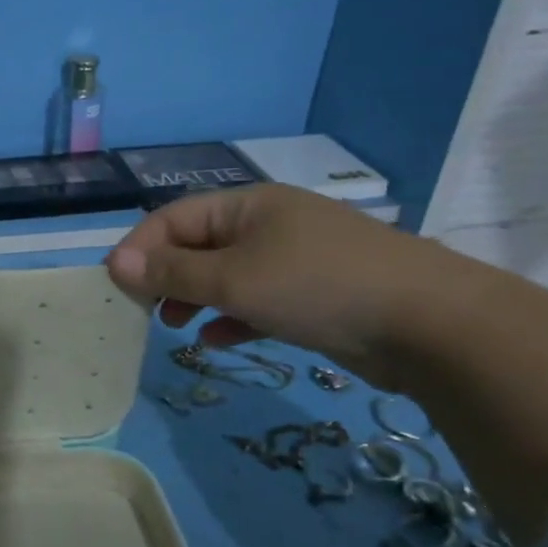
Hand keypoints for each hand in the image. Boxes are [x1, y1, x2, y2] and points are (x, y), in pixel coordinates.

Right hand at [105, 184, 454, 387]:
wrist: (432, 325)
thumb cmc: (317, 287)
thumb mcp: (233, 280)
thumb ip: (172, 274)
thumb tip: (115, 263)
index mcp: (248, 205)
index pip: (174, 218)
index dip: (140, 248)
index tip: (116, 285)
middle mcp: (269, 224)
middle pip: (199, 245)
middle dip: (167, 277)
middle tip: (145, 310)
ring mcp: (295, 259)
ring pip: (227, 275)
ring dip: (196, 299)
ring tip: (174, 328)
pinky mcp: (315, 294)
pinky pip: (258, 300)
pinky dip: (233, 317)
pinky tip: (218, 341)